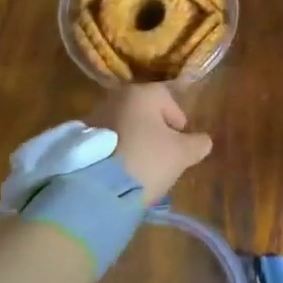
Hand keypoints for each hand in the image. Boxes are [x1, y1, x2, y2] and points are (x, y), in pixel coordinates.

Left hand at [89, 84, 212, 203]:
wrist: (96, 189)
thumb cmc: (146, 160)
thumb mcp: (182, 154)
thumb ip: (197, 144)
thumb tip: (203, 140)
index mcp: (141, 93)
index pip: (167, 98)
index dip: (178, 118)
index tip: (181, 139)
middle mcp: (115, 98)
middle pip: (143, 110)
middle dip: (154, 129)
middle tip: (162, 153)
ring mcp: (93, 117)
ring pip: (123, 125)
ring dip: (134, 139)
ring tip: (140, 165)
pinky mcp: (78, 140)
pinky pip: (106, 141)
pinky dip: (115, 150)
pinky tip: (121, 171)